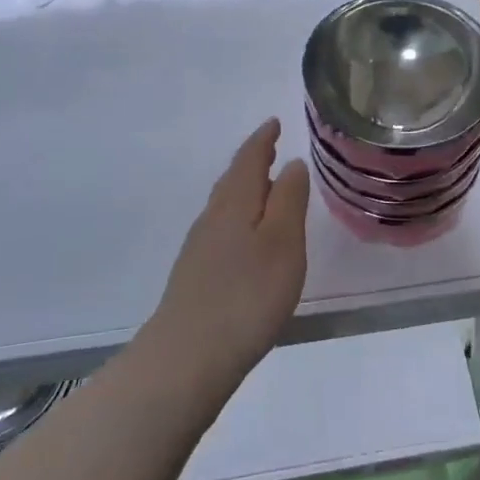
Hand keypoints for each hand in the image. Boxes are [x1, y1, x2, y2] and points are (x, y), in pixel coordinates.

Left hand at [151, 118, 308, 383]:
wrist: (187, 356)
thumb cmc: (247, 295)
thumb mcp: (283, 243)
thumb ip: (289, 200)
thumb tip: (291, 164)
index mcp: (235, 202)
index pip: (249, 158)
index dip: (263, 139)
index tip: (274, 122)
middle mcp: (213, 217)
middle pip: (233, 179)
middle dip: (253, 160)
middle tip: (270, 147)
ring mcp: (200, 247)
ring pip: (225, 204)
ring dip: (245, 188)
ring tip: (265, 186)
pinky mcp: (196, 274)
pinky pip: (221, 227)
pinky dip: (238, 216)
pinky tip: (246, 236)